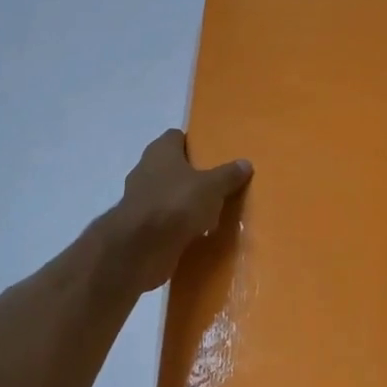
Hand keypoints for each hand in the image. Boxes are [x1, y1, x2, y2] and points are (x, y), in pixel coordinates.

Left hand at [108, 129, 253, 292]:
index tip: (213, 155)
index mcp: (160, 151)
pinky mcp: (140, 226)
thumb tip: (245, 163)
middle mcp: (146, 170)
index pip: (176, 137)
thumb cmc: (176, 203)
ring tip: (212, 211)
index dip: (194, 144)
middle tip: (218, 184)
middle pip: (172, 167)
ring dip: (185, 202)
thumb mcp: (212, 187)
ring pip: (168, 194)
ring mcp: (141, 199)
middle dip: (192, 175)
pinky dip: (178, 225)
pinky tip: (198, 233)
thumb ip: (228, 175)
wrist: (141, 248)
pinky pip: (165, 220)